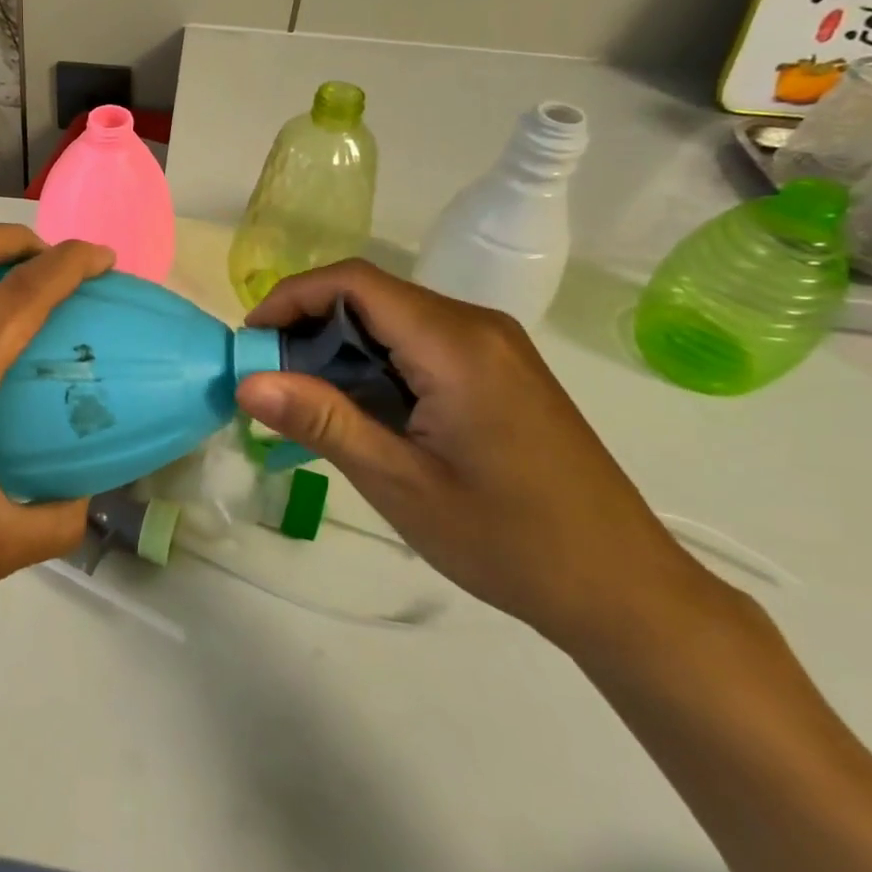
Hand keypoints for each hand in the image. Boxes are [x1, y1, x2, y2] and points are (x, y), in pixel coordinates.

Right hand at [236, 260, 728, 658]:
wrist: (625, 589)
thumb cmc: (510, 541)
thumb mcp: (401, 484)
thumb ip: (322, 421)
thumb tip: (247, 382)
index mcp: (455, 344)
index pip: (353, 282)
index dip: (291, 297)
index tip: (251, 341)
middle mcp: (477, 326)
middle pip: (371, 294)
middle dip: (309, 324)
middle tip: (269, 378)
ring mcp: (495, 347)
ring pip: (394, 318)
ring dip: (340, 346)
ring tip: (304, 397)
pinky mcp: (500, 370)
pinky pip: (421, 343)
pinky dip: (375, 362)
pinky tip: (360, 408)